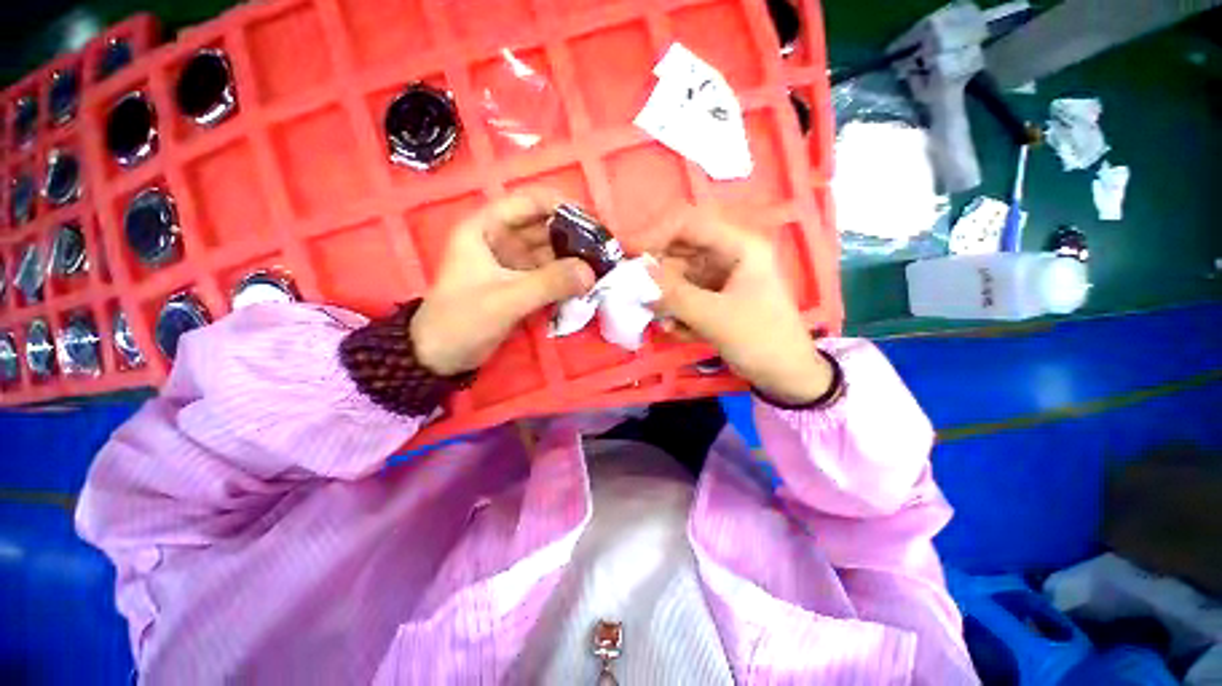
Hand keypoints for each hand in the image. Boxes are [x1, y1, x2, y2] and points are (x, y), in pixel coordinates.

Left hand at [411, 192, 595, 375]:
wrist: (441, 356)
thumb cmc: (462, 319)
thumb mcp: (506, 299)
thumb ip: (549, 283)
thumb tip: (591, 272)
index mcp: (486, 228)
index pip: (528, 202)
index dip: (561, 206)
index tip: (592, 223)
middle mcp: (501, 239)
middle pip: (543, 227)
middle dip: (573, 236)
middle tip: (604, 250)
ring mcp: (512, 263)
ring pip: (548, 252)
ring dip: (572, 259)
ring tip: (601, 267)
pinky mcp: (520, 284)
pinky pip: (548, 273)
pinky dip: (565, 277)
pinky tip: (585, 283)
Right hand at [639, 206, 832, 404]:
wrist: (786, 375)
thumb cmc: (760, 338)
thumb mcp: (714, 316)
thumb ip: (674, 294)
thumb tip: (638, 274)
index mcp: (739, 246)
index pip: (689, 224)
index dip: (656, 234)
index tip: (629, 255)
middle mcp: (728, 256)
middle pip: (681, 252)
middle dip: (658, 274)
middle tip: (636, 294)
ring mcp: (720, 279)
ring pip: (680, 278)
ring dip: (666, 299)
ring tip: (663, 321)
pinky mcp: (715, 300)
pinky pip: (686, 297)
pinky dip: (677, 312)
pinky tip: (679, 332)